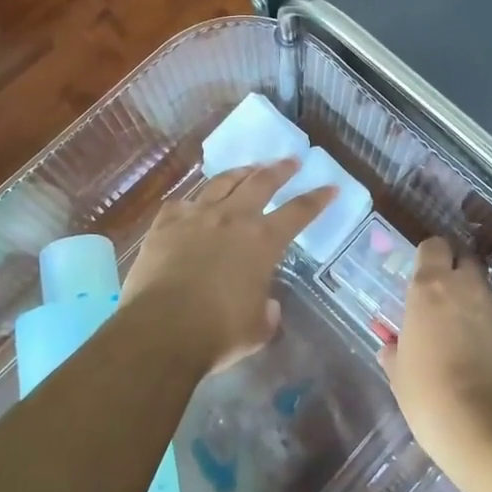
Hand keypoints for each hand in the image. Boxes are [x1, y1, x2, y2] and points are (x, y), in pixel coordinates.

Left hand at [121, 160, 334, 371]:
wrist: (162, 327)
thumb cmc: (218, 331)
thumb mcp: (257, 328)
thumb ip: (266, 311)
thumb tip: (266, 305)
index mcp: (262, 241)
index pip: (299, 212)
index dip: (317, 198)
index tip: (330, 186)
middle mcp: (232, 218)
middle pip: (261, 182)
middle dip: (280, 169)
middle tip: (291, 161)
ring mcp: (196, 215)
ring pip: (222, 182)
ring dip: (240, 172)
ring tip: (249, 168)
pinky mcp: (165, 223)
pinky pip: (182, 203)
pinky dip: (193, 202)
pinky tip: (193, 204)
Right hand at [379, 238, 491, 474]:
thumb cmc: (432, 397)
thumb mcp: (400, 377)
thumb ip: (397, 353)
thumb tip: (393, 348)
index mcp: (430, 289)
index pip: (433, 246)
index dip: (429, 257)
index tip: (421, 277)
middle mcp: (468, 289)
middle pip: (465, 261)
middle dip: (456, 273)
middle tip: (442, 302)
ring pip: (486, 293)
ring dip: (475, 306)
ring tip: (464, 341)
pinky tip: (486, 365)